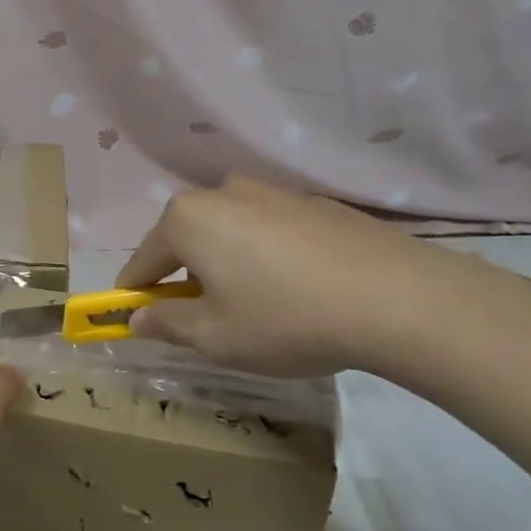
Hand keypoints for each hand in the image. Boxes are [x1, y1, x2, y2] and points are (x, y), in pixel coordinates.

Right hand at [116, 176, 495, 379]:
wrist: (399, 298)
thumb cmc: (285, 319)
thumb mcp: (215, 337)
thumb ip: (166, 324)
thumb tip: (137, 319)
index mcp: (188, 219)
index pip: (143, 261)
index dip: (134, 294)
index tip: (131, 320)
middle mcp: (224, 193)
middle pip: (186, 240)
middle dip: (183, 278)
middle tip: (199, 320)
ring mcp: (274, 193)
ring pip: (228, 233)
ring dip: (224, 265)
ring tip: (252, 307)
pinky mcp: (315, 204)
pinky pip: (268, 232)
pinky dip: (264, 258)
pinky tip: (293, 291)